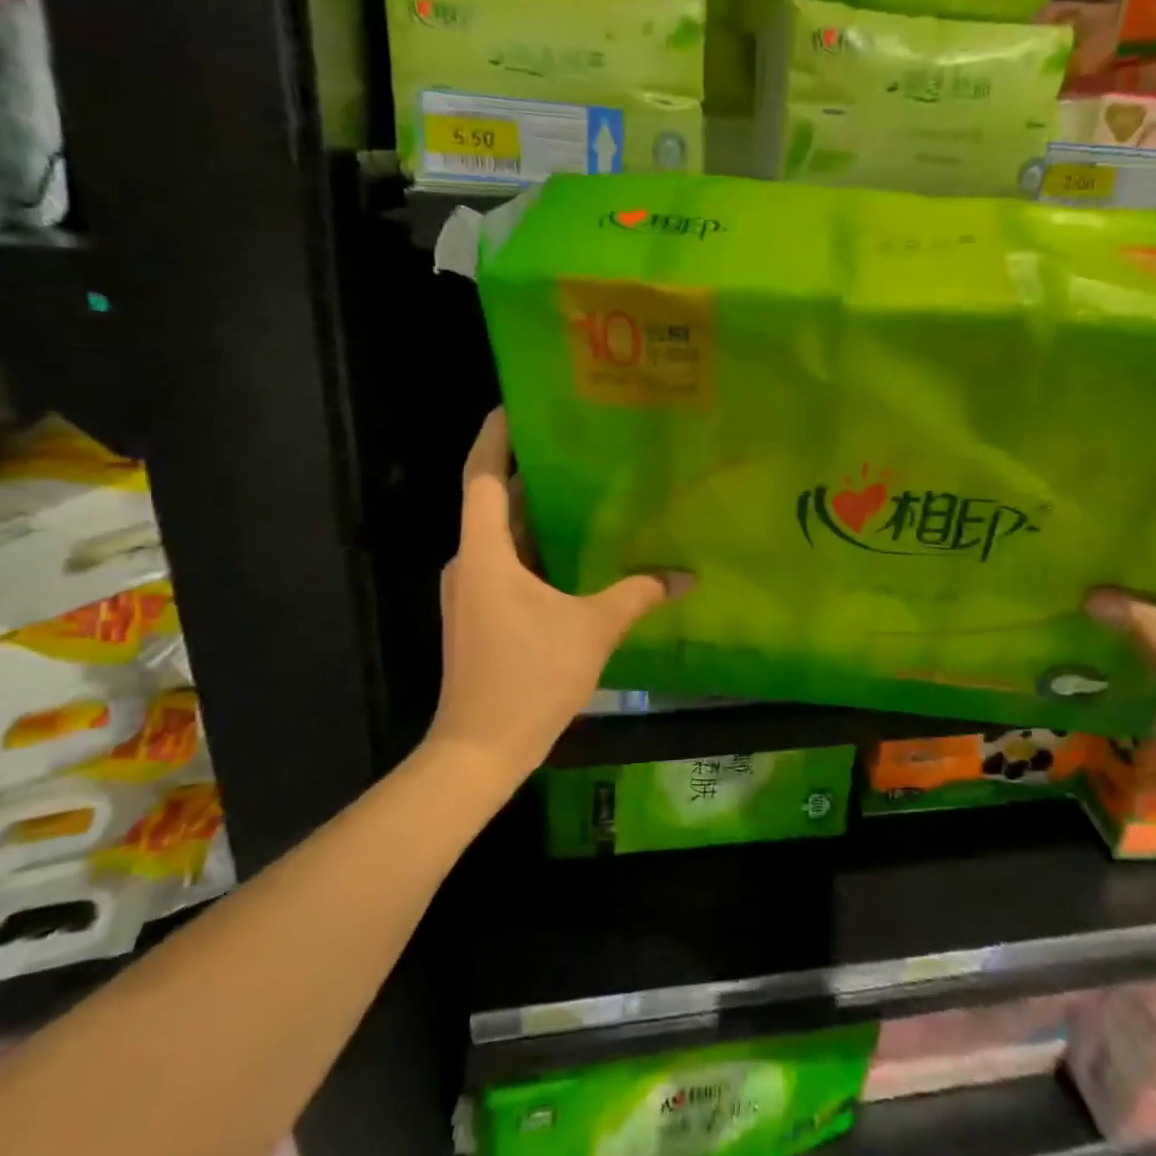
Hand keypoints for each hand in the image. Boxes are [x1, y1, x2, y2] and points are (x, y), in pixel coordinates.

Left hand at [422, 409, 691, 787]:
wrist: (479, 751)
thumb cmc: (529, 678)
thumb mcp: (592, 630)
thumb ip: (638, 595)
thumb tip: (685, 576)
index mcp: (485, 553)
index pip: (484, 477)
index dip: (496, 436)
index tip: (515, 405)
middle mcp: (470, 563)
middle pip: (495, 503)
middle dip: (531, 474)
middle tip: (575, 448)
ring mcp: (471, 592)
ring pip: (503, 538)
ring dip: (536, 517)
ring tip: (583, 494)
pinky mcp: (479, 616)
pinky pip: (507, 567)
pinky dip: (535, 552)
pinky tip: (574, 555)